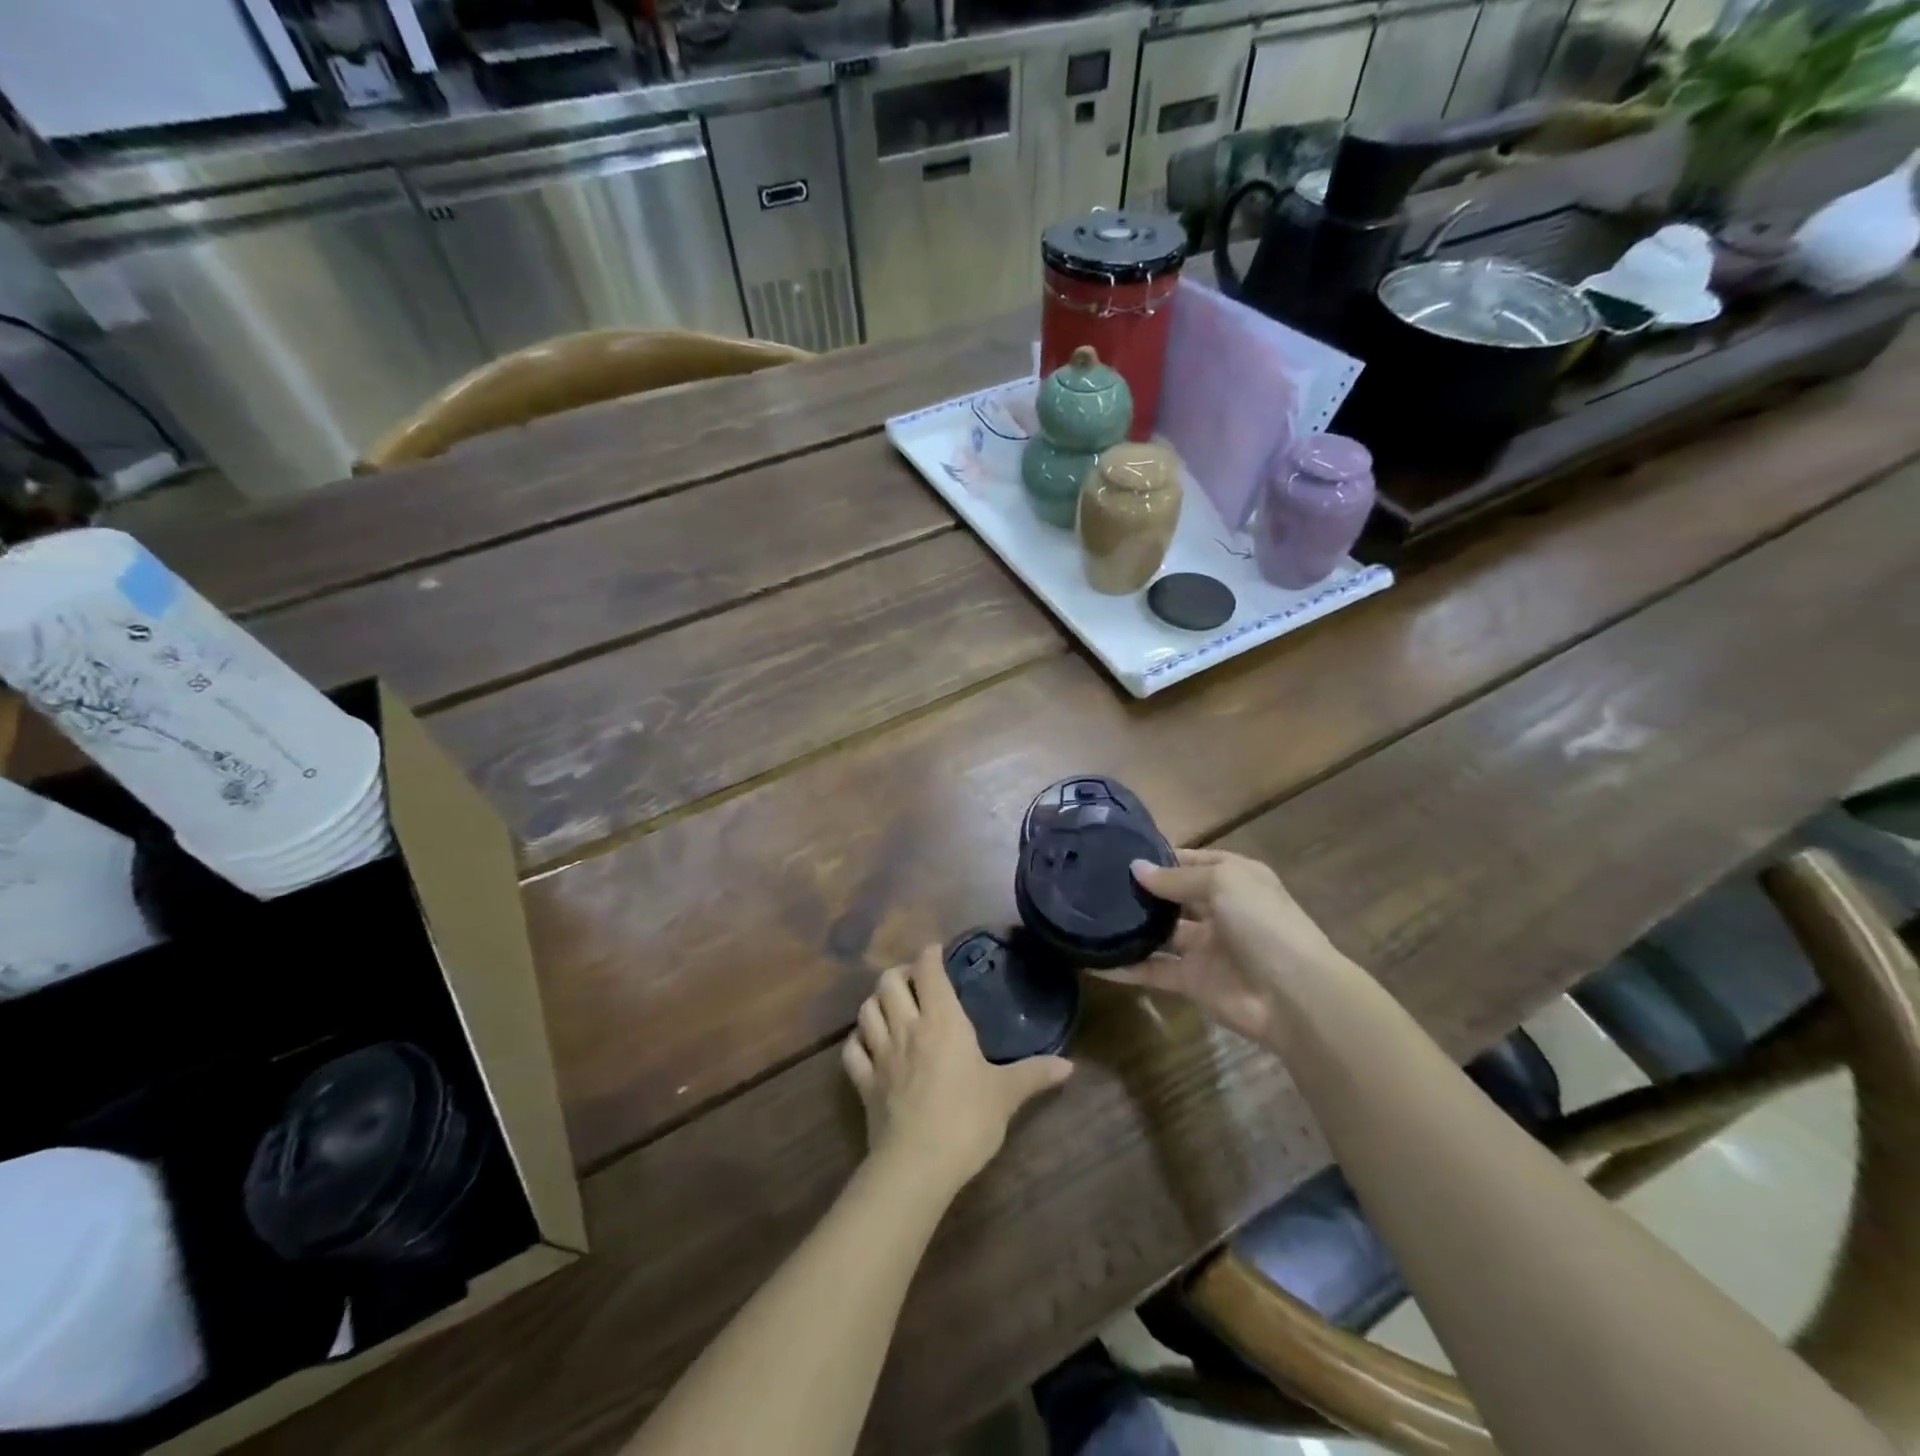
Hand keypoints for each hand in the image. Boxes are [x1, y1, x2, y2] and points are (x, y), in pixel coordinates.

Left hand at [842, 945, 1072, 1194]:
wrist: (917, 1166)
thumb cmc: (967, 1120)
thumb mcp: (1006, 1095)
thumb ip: (1034, 1074)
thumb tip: (1069, 1066)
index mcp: (942, 1021)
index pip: (928, 970)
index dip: (929, 955)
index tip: (937, 952)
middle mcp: (907, 1027)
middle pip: (888, 982)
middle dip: (900, 973)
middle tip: (915, 982)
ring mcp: (880, 1054)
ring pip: (866, 1010)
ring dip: (876, 1001)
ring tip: (891, 1006)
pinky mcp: (863, 1083)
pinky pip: (851, 1051)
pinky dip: (858, 1040)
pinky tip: (867, 1044)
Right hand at [1098, 849, 1352, 1043]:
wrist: (1295, 996)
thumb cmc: (1263, 923)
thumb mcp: (1223, 883)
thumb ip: (1176, 878)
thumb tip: (1135, 869)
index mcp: (1234, 879)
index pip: (1191, 861)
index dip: (1159, 857)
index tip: (1118, 853)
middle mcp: (1218, 909)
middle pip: (1172, 896)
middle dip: (1140, 890)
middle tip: (1093, 882)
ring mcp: (1204, 947)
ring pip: (1159, 933)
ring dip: (1130, 927)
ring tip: (1086, 915)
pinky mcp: (1192, 981)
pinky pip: (1153, 969)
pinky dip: (1125, 968)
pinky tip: (1093, 962)